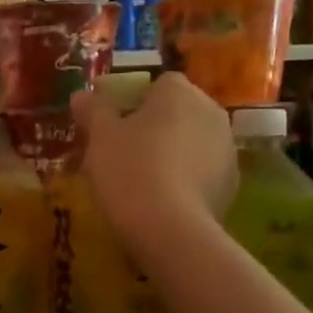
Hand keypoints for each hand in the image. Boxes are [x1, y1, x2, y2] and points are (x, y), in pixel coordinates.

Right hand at [70, 72, 236, 254]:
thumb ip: (93, 110)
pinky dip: (185, 178)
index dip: (133, 101)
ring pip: (192, 141)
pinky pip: (202, 171)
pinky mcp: (231, 183)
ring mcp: (226, 148)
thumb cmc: (130, 169)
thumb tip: (81, 95)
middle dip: (154, 126)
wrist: (170, 228)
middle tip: (123, 151)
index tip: (113, 124)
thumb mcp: (100, 137)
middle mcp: (211, 111)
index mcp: (179, 92)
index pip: (157, 84)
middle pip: (178, 111)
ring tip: (142, 179)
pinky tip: (162, 199)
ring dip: (172, 152)